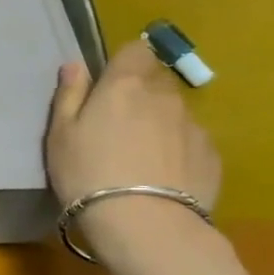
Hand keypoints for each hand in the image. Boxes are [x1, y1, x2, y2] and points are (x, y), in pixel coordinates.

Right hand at [46, 40, 221, 214]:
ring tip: (142, 158)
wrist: (145, 225)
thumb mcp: (60, 135)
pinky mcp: (212, 156)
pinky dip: (178, 151)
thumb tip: (76, 65)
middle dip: (141, 95)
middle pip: (156, 81)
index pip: (136, 50)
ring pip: (175, 113)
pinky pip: (191, 142)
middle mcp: (164, 96)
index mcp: (124, 85)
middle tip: (119, 126)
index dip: (124, 62)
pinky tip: (162, 178)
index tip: (109, 83)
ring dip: (160, 124)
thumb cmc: (88, 173)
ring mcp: (194, 126)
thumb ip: (69, 95)